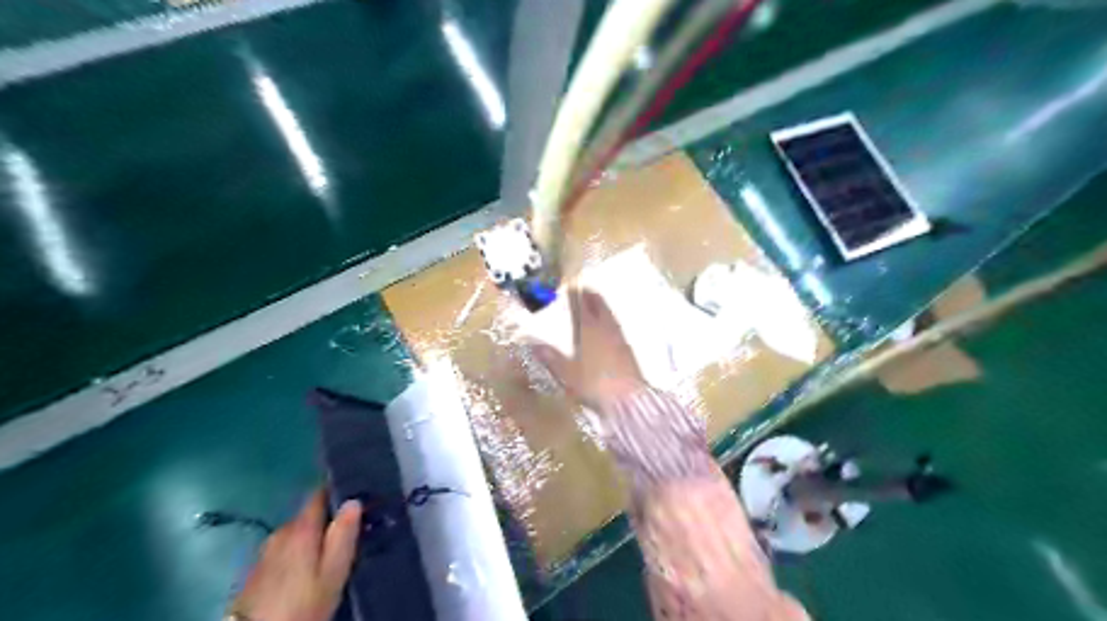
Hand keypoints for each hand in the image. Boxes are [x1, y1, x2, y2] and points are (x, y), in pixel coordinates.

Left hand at [231, 490, 363, 620]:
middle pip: (308, 515)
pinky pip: (284, 550)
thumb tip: (354, 501)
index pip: (319, 493)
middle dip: (327, 517)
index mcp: (301, 528)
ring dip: (312, 536)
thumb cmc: (303, 604)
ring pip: (295, 533)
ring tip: (331, 548)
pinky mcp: (257, 571)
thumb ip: (343, 535)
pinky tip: (307, 566)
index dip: (338, 489)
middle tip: (351, 527)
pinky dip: (297, 552)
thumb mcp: (333, 573)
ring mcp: (265, 551)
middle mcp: (280, 532)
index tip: (358, 491)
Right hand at [531, 289, 644, 410]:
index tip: (572, 287)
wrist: (628, 401)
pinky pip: (617, 328)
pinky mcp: (628, 352)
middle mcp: (606, 330)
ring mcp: (619, 340)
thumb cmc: (594, 384)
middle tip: (587, 288)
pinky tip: (610, 327)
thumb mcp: (567, 373)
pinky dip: (611, 321)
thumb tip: (534, 343)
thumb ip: (552, 357)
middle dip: (593, 297)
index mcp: (589, 331)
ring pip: (610, 317)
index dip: (577, 297)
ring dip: (604, 308)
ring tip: (598, 303)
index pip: (582, 308)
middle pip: (599, 308)